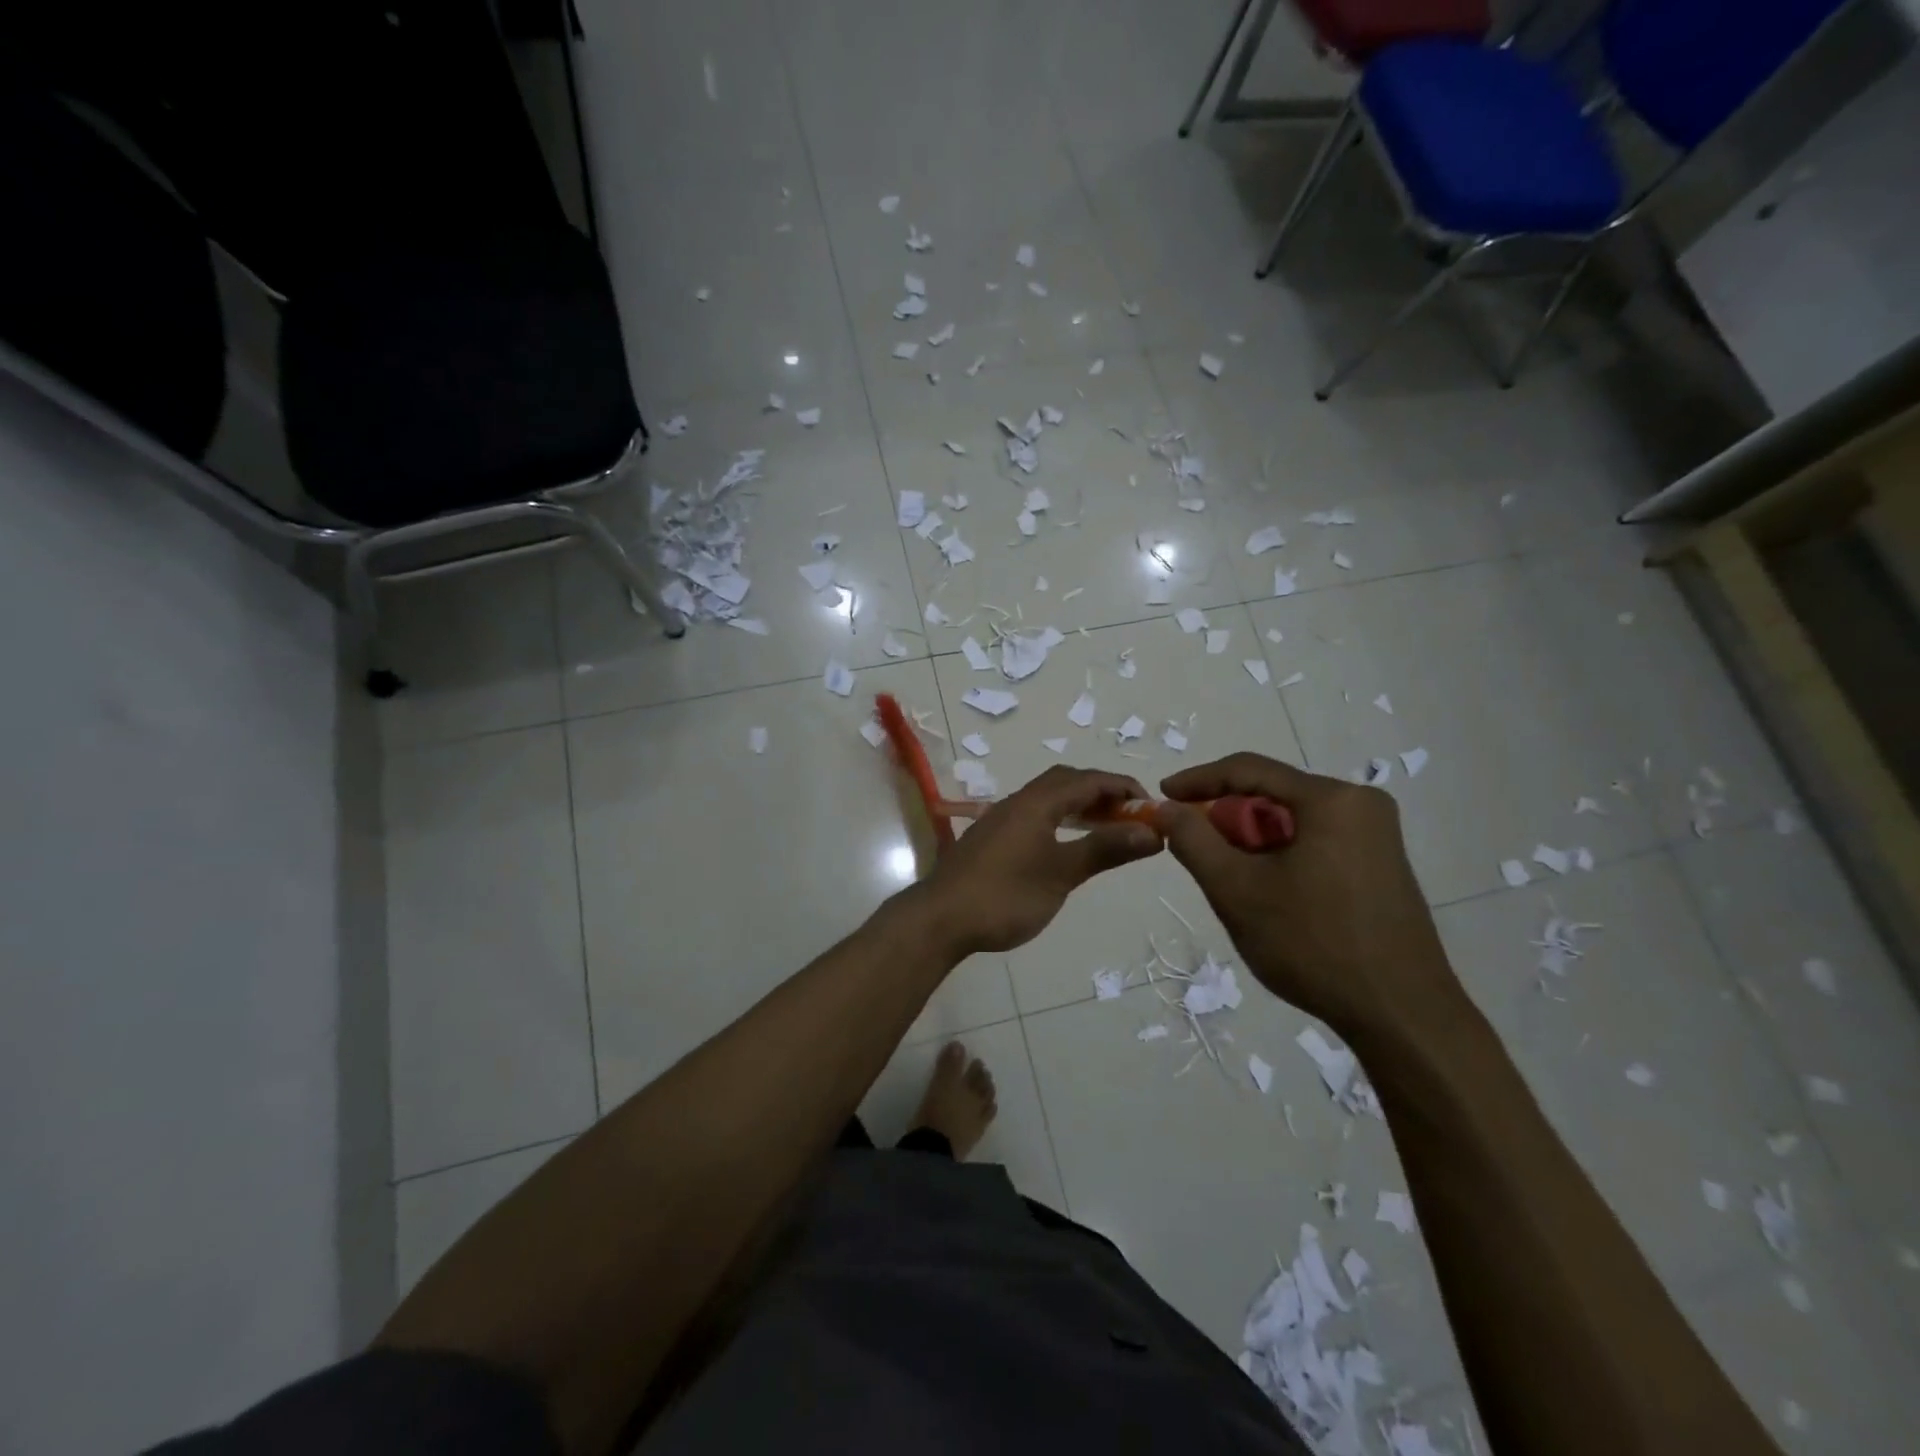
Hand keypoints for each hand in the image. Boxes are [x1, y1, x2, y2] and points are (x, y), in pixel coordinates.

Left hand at [913, 767, 1161, 956]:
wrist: (940, 919)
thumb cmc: (1005, 895)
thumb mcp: (1061, 874)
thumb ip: (1104, 849)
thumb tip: (1151, 832)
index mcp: (1037, 803)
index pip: (1088, 780)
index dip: (1122, 787)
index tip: (1151, 806)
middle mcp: (1018, 802)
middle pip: (1066, 781)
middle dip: (1101, 792)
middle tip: (1129, 817)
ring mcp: (1000, 819)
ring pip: (1047, 798)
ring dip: (1079, 806)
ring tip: (1105, 829)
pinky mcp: (991, 838)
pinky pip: (1034, 814)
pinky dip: (1059, 819)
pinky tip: (1065, 845)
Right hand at [1158, 754, 1464, 1043]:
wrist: (1401, 1015)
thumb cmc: (1313, 944)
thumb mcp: (1236, 890)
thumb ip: (1194, 841)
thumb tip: (1167, 808)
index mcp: (1332, 799)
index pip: (1248, 769)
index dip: (1198, 779)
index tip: (1162, 796)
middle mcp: (1362, 804)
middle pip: (1273, 795)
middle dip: (1228, 818)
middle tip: (1194, 847)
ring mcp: (1378, 835)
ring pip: (1294, 821)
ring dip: (1253, 841)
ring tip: (1228, 877)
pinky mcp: (1382, 864)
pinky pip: (1317, 841)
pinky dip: (1282, 855)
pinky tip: (1268, 891)